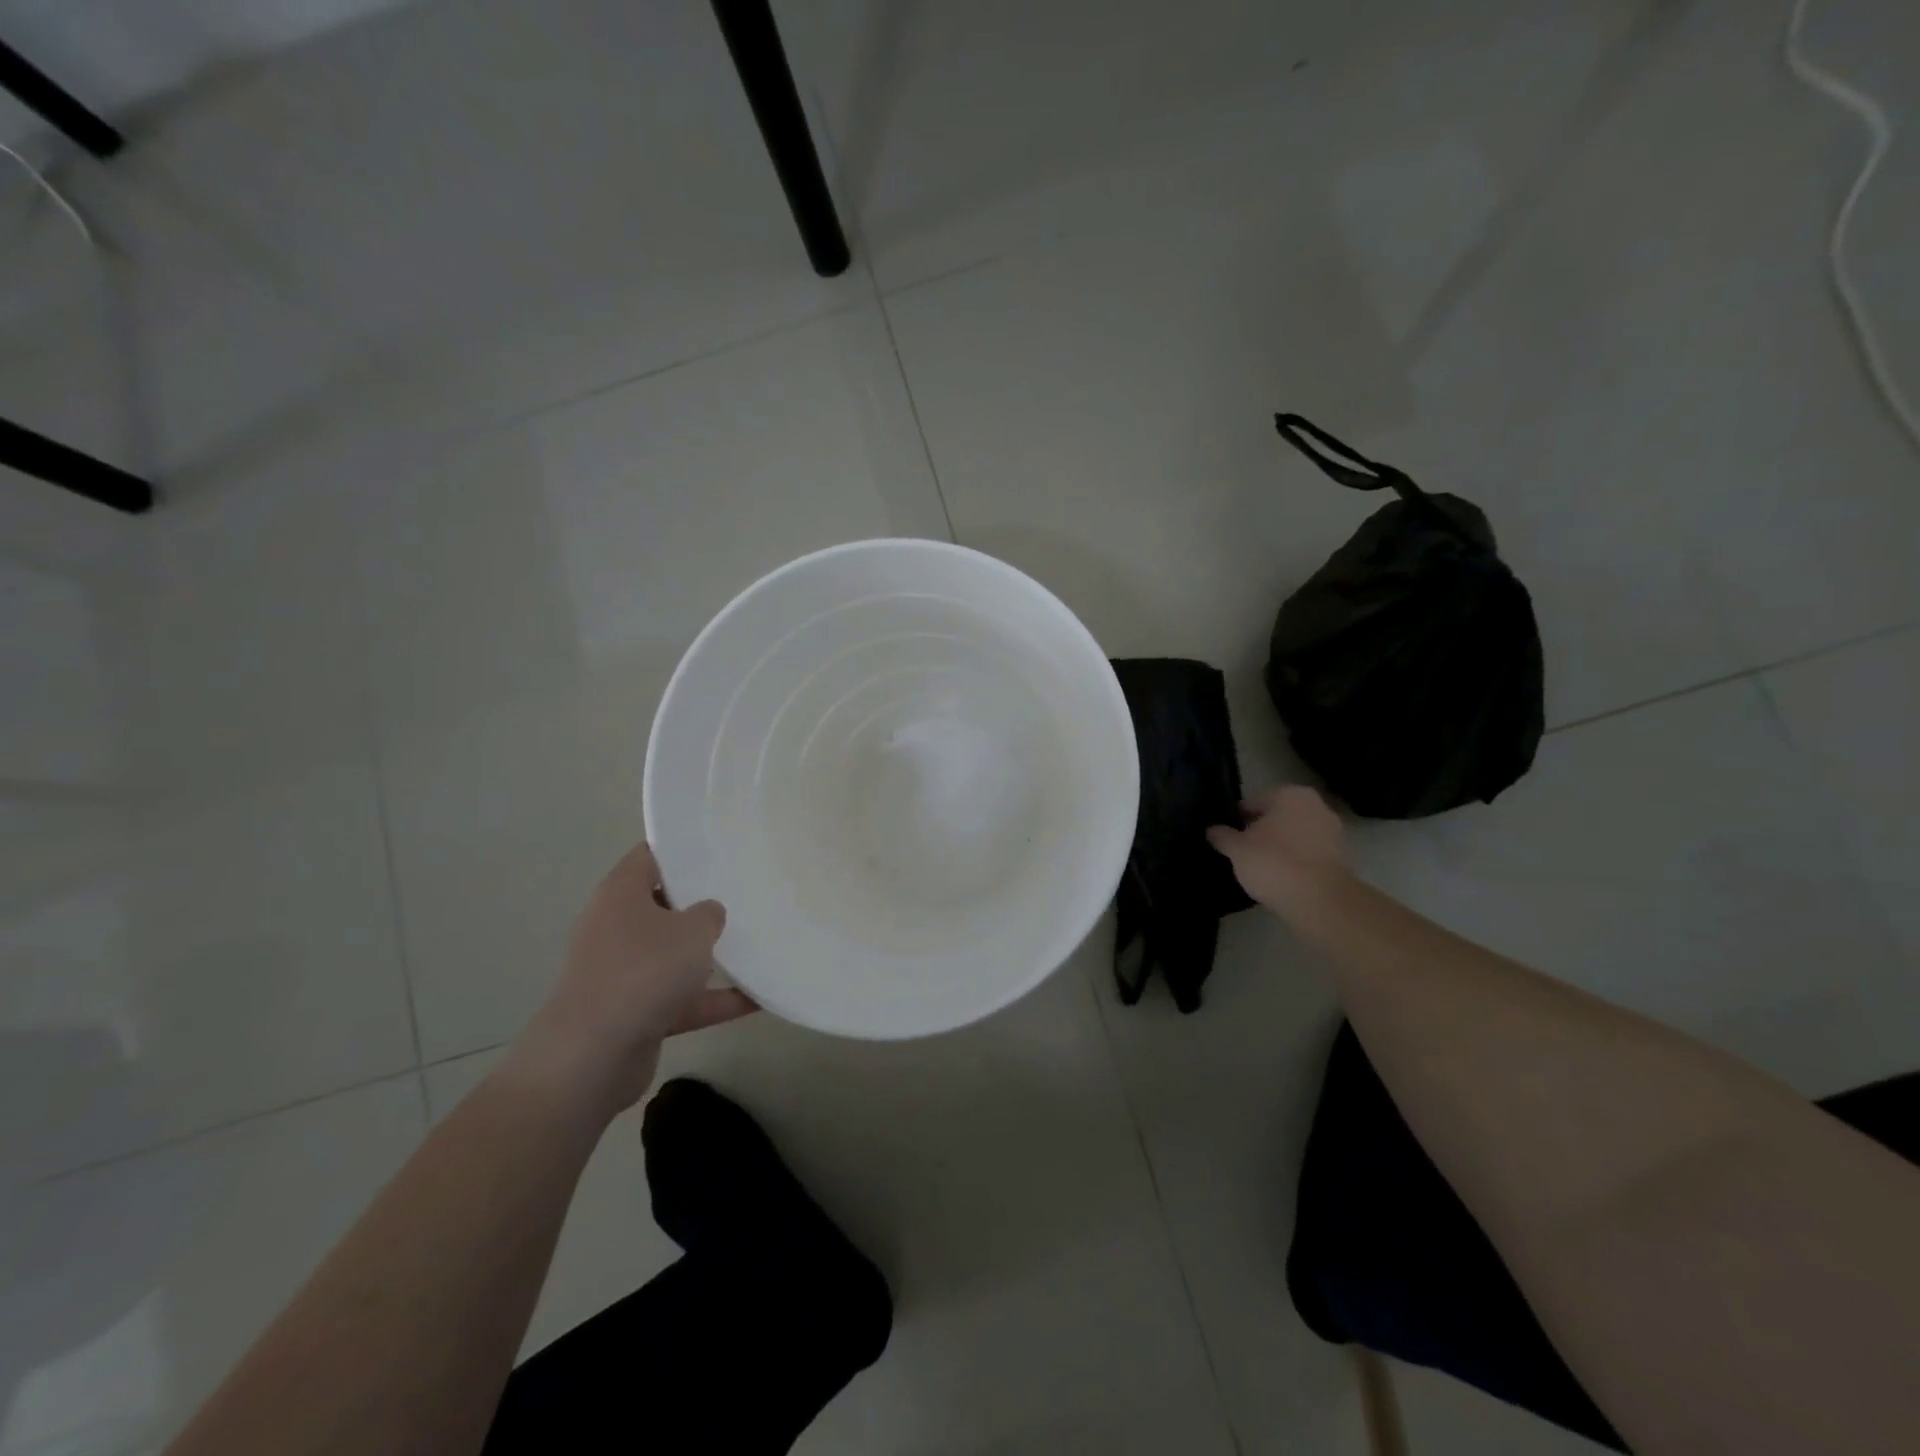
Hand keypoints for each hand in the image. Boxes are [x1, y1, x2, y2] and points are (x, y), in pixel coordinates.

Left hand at [508, 844, 755, 1117]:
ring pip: (673, 954)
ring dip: (710, 954)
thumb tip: (709, 913)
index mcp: (621, 895)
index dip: (682, 848)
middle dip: (702, 902)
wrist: (593, 1056)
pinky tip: (759, 998)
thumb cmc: (643, 973)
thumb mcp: (692, 931)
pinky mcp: (635, 1012)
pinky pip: (682, 998)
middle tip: (746, 891)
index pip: (650, 856)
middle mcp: (617, 928)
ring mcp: (624, 972)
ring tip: (759, 942)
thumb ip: (709, 914)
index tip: (721, 847)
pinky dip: (715, 998)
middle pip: (664, 904)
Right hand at [1207, 785, 1351, 918]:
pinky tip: (1281, 879)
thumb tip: (1212, 830)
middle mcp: (1316, 806)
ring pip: (1295, 836)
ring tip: (1260, 869)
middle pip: (1277, 817)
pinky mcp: (1342, 859)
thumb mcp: (1237, 849)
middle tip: (1242, 853)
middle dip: (1261, 832)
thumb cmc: (1274, 863)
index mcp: (1290, 794)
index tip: (1227, 838)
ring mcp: (1334, 832)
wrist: (1320, 902)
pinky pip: (1309, 855)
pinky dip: (1296, 863)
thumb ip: (1223, 836)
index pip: (1253, 802)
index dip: (1237, 820)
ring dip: (1280, 847)